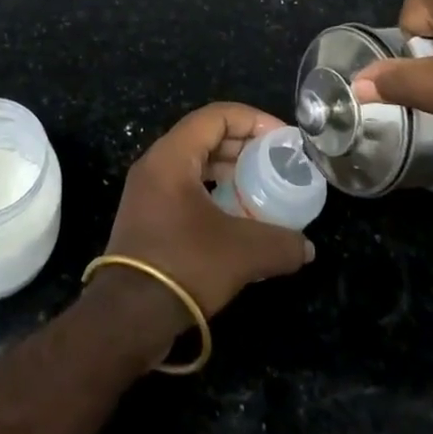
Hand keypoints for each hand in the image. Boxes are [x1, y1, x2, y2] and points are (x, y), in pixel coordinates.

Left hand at [102, 103, 314, 320]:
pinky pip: (186, 187)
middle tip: (277, 161)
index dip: (253, 120)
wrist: (127, 317)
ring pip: (195, 162)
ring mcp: (148, 190)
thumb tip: (306, 248)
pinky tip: (237, 214)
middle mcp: (156, 163)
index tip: (282, 138)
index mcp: (172, 155)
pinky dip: (214, 190)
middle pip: (205, 135)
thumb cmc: (184, 265)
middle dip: (244, 144)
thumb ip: (280, 244)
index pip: (216, 116)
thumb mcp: (242, 252)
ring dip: (229, 169)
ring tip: (262, 185)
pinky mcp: (148, 216)